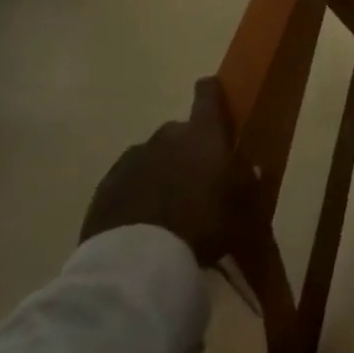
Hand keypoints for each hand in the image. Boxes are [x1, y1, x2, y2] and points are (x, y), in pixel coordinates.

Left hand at [80, 78, 256, 264]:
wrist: (138, 260)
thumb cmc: (203, 224)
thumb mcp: (243, 207)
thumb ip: (247, 181)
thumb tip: (247, 167)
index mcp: (203, 134)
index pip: (208, 96)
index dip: (211, 92)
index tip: (213, 92)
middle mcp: (166, 137)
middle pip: (179, 130)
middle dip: (188, 146)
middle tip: (197, 174)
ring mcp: (132, 160)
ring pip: (152, 155)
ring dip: (161, 169)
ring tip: (168, 200)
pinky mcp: (106, 187)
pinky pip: (128, 180)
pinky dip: (137, 190)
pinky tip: (144, 216)